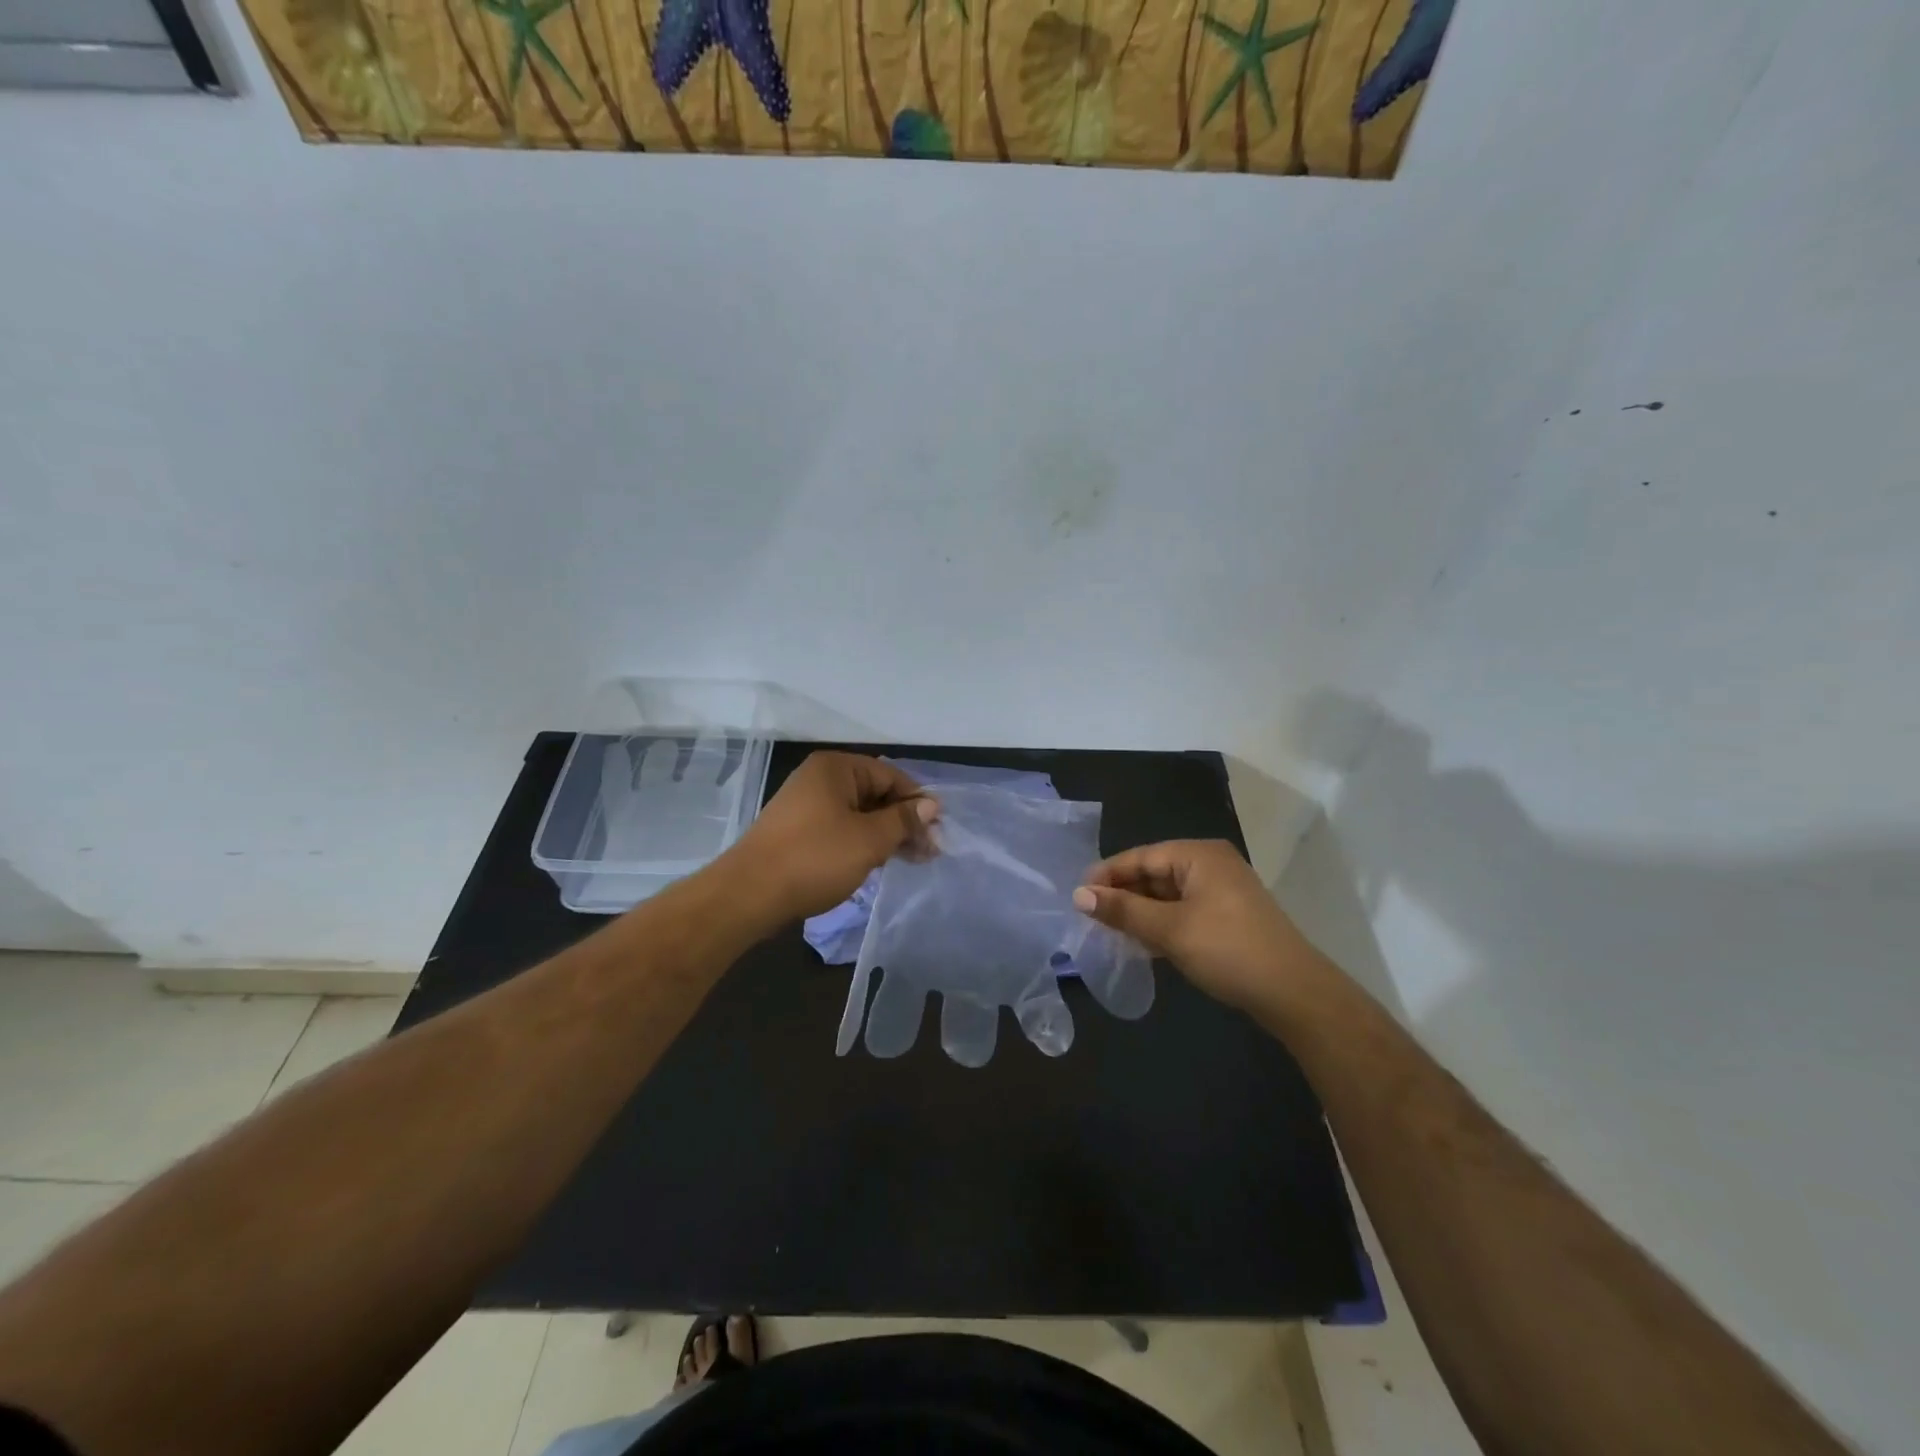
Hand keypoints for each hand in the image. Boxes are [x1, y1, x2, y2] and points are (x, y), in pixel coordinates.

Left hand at [729, 752, 938, 923]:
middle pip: (875, 794)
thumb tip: (931, 805)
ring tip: (913, 860)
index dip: (917, 802)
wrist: (749, 894)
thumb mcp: (869, 839)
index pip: (890, 775)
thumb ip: (903, 820)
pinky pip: (841, 829)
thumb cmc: (816, 858)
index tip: (938, 830)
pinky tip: (879, 862)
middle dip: (904, 821)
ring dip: (886, 835)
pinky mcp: (799, 832)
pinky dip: (863, 843)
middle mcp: (820, 779)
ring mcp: (806, 806)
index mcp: (836, 768)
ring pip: (859, 814)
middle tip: (930, 851)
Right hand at [1073, 840, 1320, 1013]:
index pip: (1140, 857)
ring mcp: (1222, 890)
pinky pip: (1183, 910)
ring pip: (1167, 894)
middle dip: (1122, 894)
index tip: (1076, 897)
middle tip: (1089, 917)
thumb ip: (1123, 910)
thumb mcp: (1169, 929)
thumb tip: (1078, 895)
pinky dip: (1161, 923)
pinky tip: (1141, 942)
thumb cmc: (1227, 949)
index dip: (1107, 875)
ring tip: (1108, 931)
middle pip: (1153, 873)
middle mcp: (1210, 864)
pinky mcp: (1227, 916)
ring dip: (1140, 912)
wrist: (1294, 993)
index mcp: (1198, 855)